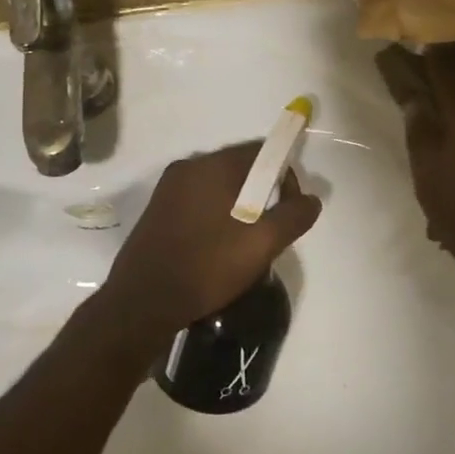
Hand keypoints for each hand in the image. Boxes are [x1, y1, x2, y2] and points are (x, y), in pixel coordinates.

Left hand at [101, 143, 322, 334]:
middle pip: (240, 168)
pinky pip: (199, 202)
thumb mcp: (262, 244)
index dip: (284, 176)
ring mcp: (168, 189)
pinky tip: (218, 248)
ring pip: (219, 187)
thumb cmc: (207, 266)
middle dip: (262, 194)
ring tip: (245, 244)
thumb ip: (293, 216)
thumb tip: (311, 199)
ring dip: (239, 207)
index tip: (289, 209)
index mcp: (212, 166)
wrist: (143, 302)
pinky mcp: (157, 210)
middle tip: (269, 232)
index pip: (261, 151)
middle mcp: (188, 167)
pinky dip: (216, 216)